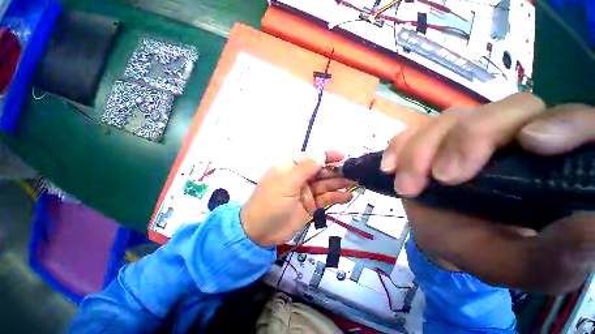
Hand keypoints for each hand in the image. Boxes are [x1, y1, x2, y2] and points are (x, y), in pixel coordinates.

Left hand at [241, 151, 354, 247]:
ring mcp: (306, 191)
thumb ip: (306, 168)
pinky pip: (325, 198)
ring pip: (325, 184)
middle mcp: (300, 177)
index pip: (312, 157)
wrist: (260, 232)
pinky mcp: (310, 205)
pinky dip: (336, 197)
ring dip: (340, 183)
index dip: (327, 155)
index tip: (343, 156)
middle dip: (337, 171)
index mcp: (291, 166)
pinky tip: (348, 196)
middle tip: (354, 173)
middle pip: (321, 171)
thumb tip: (321, 152)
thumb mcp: (287, 181)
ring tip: (355, 183)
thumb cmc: (271, 202)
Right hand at [381, 92, 594, 292]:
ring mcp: (465, 133)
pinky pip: (411, 131)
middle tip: (442, 178)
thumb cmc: (486, 251)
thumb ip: (555, 257)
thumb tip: (591, 226)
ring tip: (407, 187)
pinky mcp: (430, 140)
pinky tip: (389, 168)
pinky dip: (398, 147)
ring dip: (420, 152)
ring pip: (447, 119)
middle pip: (503, 110)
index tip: (531, 144)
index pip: (575, 121)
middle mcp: (512, 136)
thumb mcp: (520, 266)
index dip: (561, 123)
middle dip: (467, 141)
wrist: (442, 238)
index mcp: (551, 165)